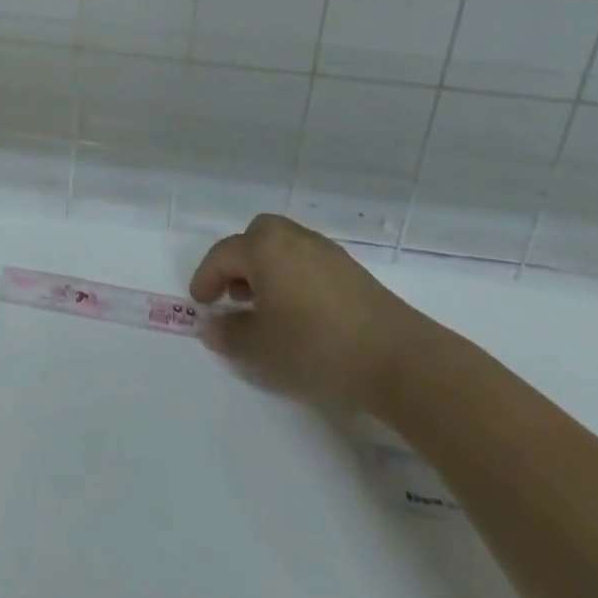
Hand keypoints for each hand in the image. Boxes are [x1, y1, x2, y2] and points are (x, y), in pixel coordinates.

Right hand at [189, 214, 428, 410]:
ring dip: (267, 269)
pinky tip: (301, 311)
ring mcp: (326, 252)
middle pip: (255, 237)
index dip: (206, 278)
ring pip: (284, 247)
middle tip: (235, 295)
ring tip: (267, 306)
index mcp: (263, 248)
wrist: (398, 360)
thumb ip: (229, 335)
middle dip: (239, 262)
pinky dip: (293, 276)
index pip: (223, 255)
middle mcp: (292, 238)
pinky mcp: (352, 271)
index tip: (200, 303)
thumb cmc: (316, 347)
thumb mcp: (261, 349)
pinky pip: (308, 261)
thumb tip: (211, 326)